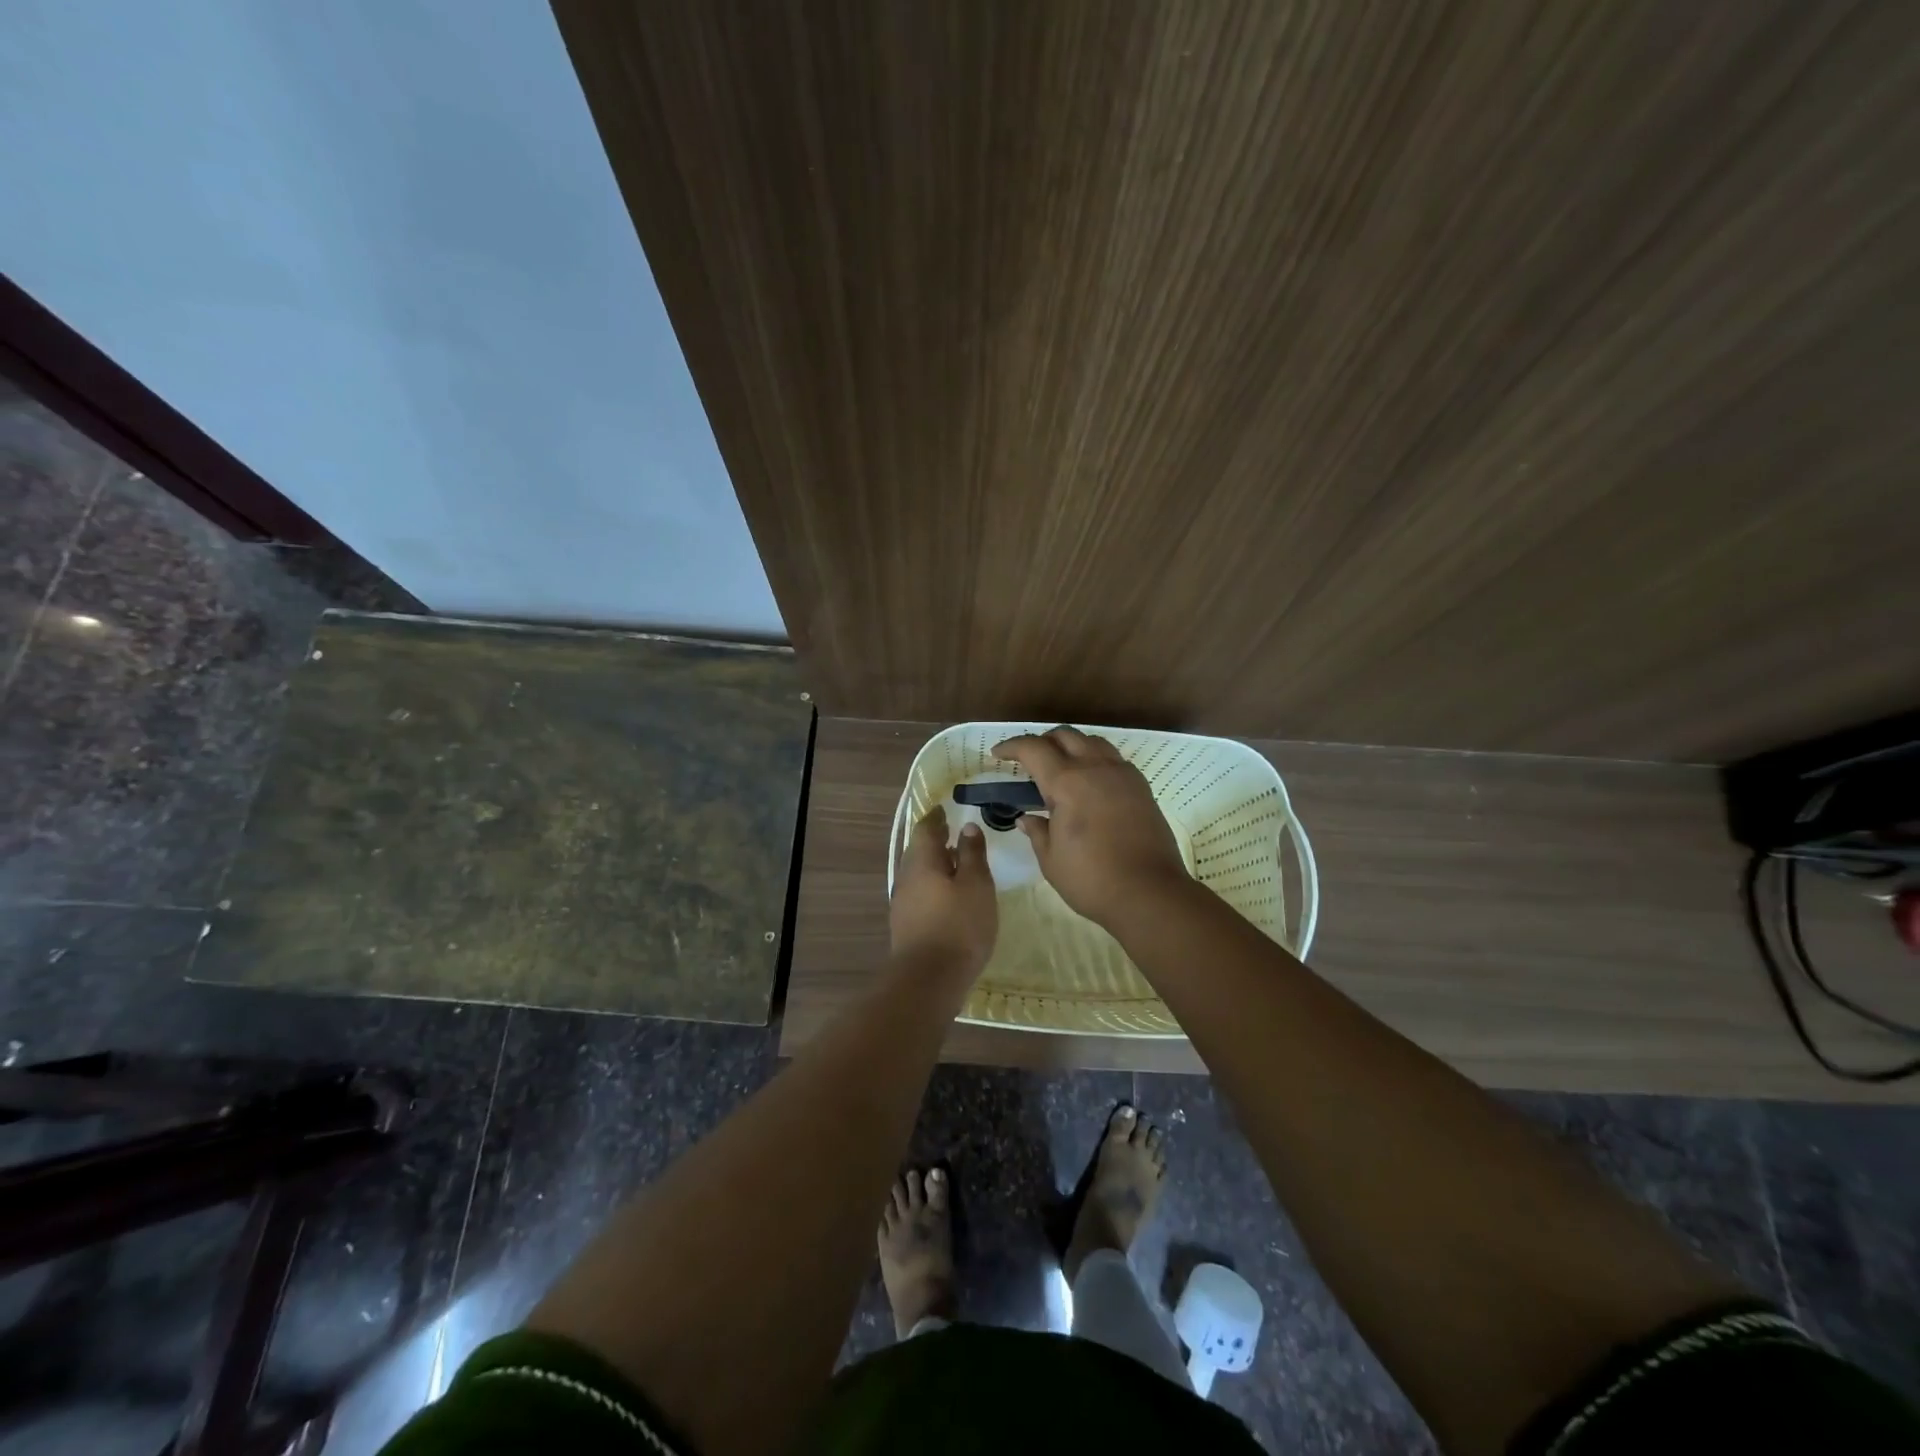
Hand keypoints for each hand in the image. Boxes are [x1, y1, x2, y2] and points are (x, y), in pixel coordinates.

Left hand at [889, 806, 997, 980]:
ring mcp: (903, 903)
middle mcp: (906, 877)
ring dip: (935, 866)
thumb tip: (966, 827)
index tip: (946, 810)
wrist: (929, 980)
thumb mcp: (976, 885)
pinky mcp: (906, 925)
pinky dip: (933, 887)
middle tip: (953, 833)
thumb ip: (971, 854)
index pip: (926, 829)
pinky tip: (949, 897)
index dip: (936, 818)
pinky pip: (920, 894)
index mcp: (922, 861)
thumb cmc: (959, 925)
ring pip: (918, 874)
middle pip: (918, 851)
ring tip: (956, 865)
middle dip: (935, 841)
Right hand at [993, 727, 1188, 927]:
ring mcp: (1122, 774)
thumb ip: (1037, 832)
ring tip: (1061, 769)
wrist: (1150, 892)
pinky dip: (1095, 760)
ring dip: (1071, 746)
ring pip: (1092, 741)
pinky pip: (1113, 759)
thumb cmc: (1092, 879)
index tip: (997, 755)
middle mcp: (1095, 768)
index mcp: (1067, 782)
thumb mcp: (1051, 860)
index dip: (1011, 746)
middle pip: (1064, 735)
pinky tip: (1090, 784)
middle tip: (1027, 761)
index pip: (1032, 748)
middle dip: (1041, 742)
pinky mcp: (1141, 787)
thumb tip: (1027, 818)